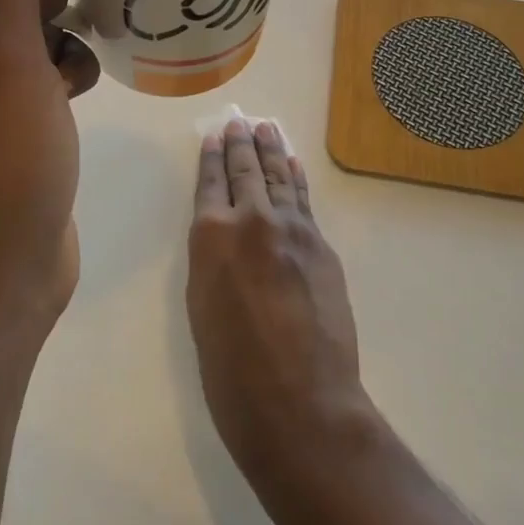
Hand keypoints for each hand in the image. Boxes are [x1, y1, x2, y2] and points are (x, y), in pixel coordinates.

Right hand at [187, 118, 380, 514]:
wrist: (300, 402)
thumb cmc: (232, 372)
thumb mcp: (202, 310)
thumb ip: (212, 261)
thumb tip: (224, 238)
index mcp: (210, 237)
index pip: (210, 183)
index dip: (211, 158)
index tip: (214, 137)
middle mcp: (250, 220)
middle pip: (246, 170)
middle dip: (241, 144)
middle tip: (240, 122)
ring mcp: (291, 229)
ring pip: (278, 177)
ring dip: (272, 150)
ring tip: (266, 128)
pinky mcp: (321, 245)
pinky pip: (304, 200)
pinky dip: (297, 178)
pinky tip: (293, 165)